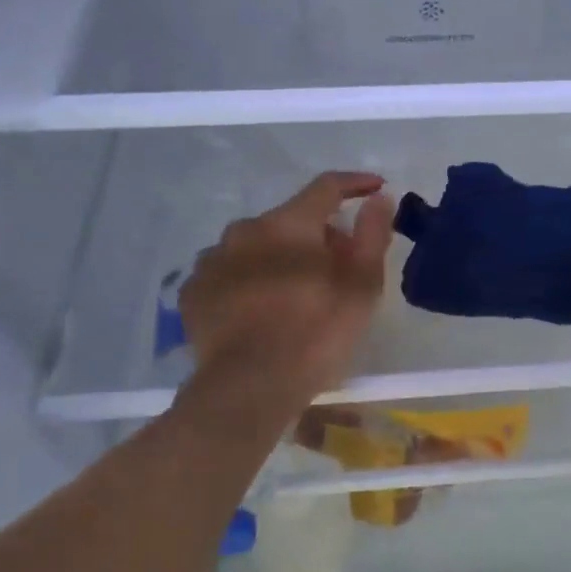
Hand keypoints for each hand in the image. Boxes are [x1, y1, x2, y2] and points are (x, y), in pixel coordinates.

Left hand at [180, 172, 393, 397]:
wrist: (249, 387)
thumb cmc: (316, 334)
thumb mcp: (362, 287)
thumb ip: (372, 236)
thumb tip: (378, 198)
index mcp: (288, 224)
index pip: (326, 188)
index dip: (354, 184)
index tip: (375, 189)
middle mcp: (245, 230)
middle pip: (289, 221)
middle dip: (316, 236)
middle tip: (338, 268)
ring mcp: (212, 261)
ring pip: (255, 247)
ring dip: (277, 258)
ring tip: (293, 294)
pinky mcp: (192, 292)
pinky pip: (228, 274)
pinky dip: (247, 281)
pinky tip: (257, 309)